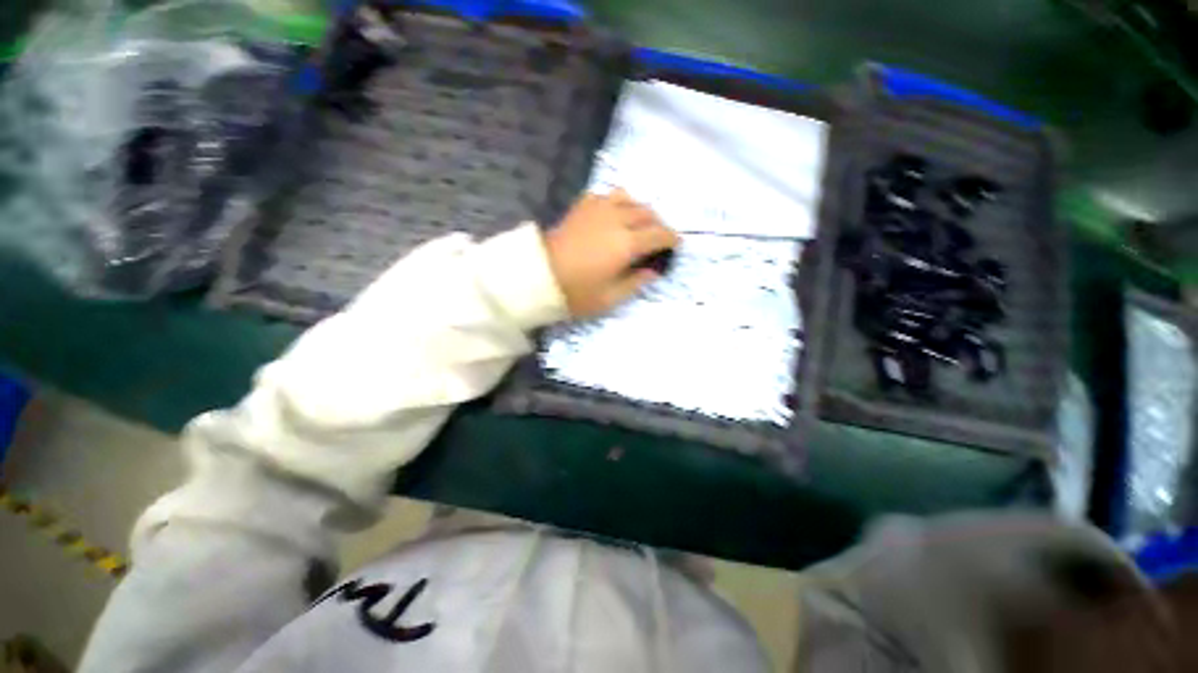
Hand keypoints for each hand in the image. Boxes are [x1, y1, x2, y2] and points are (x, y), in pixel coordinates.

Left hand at [544, 189, 678, 316]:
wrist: (539, 276)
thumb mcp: (610, 297)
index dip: (671, 239)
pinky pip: (607, 195)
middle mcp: (617, 219)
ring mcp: (599, 209)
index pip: (659, 234)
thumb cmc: (577, 292)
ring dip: (640, 210)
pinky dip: (617, 202)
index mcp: (627, 243)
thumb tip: (654, 271)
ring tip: (638, 224)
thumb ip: (636, 282)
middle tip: (657, 238)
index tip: (675, 245)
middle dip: (658, 224)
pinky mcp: (582, 206)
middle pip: (647, 214)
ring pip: (630, 199)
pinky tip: (613, 214)